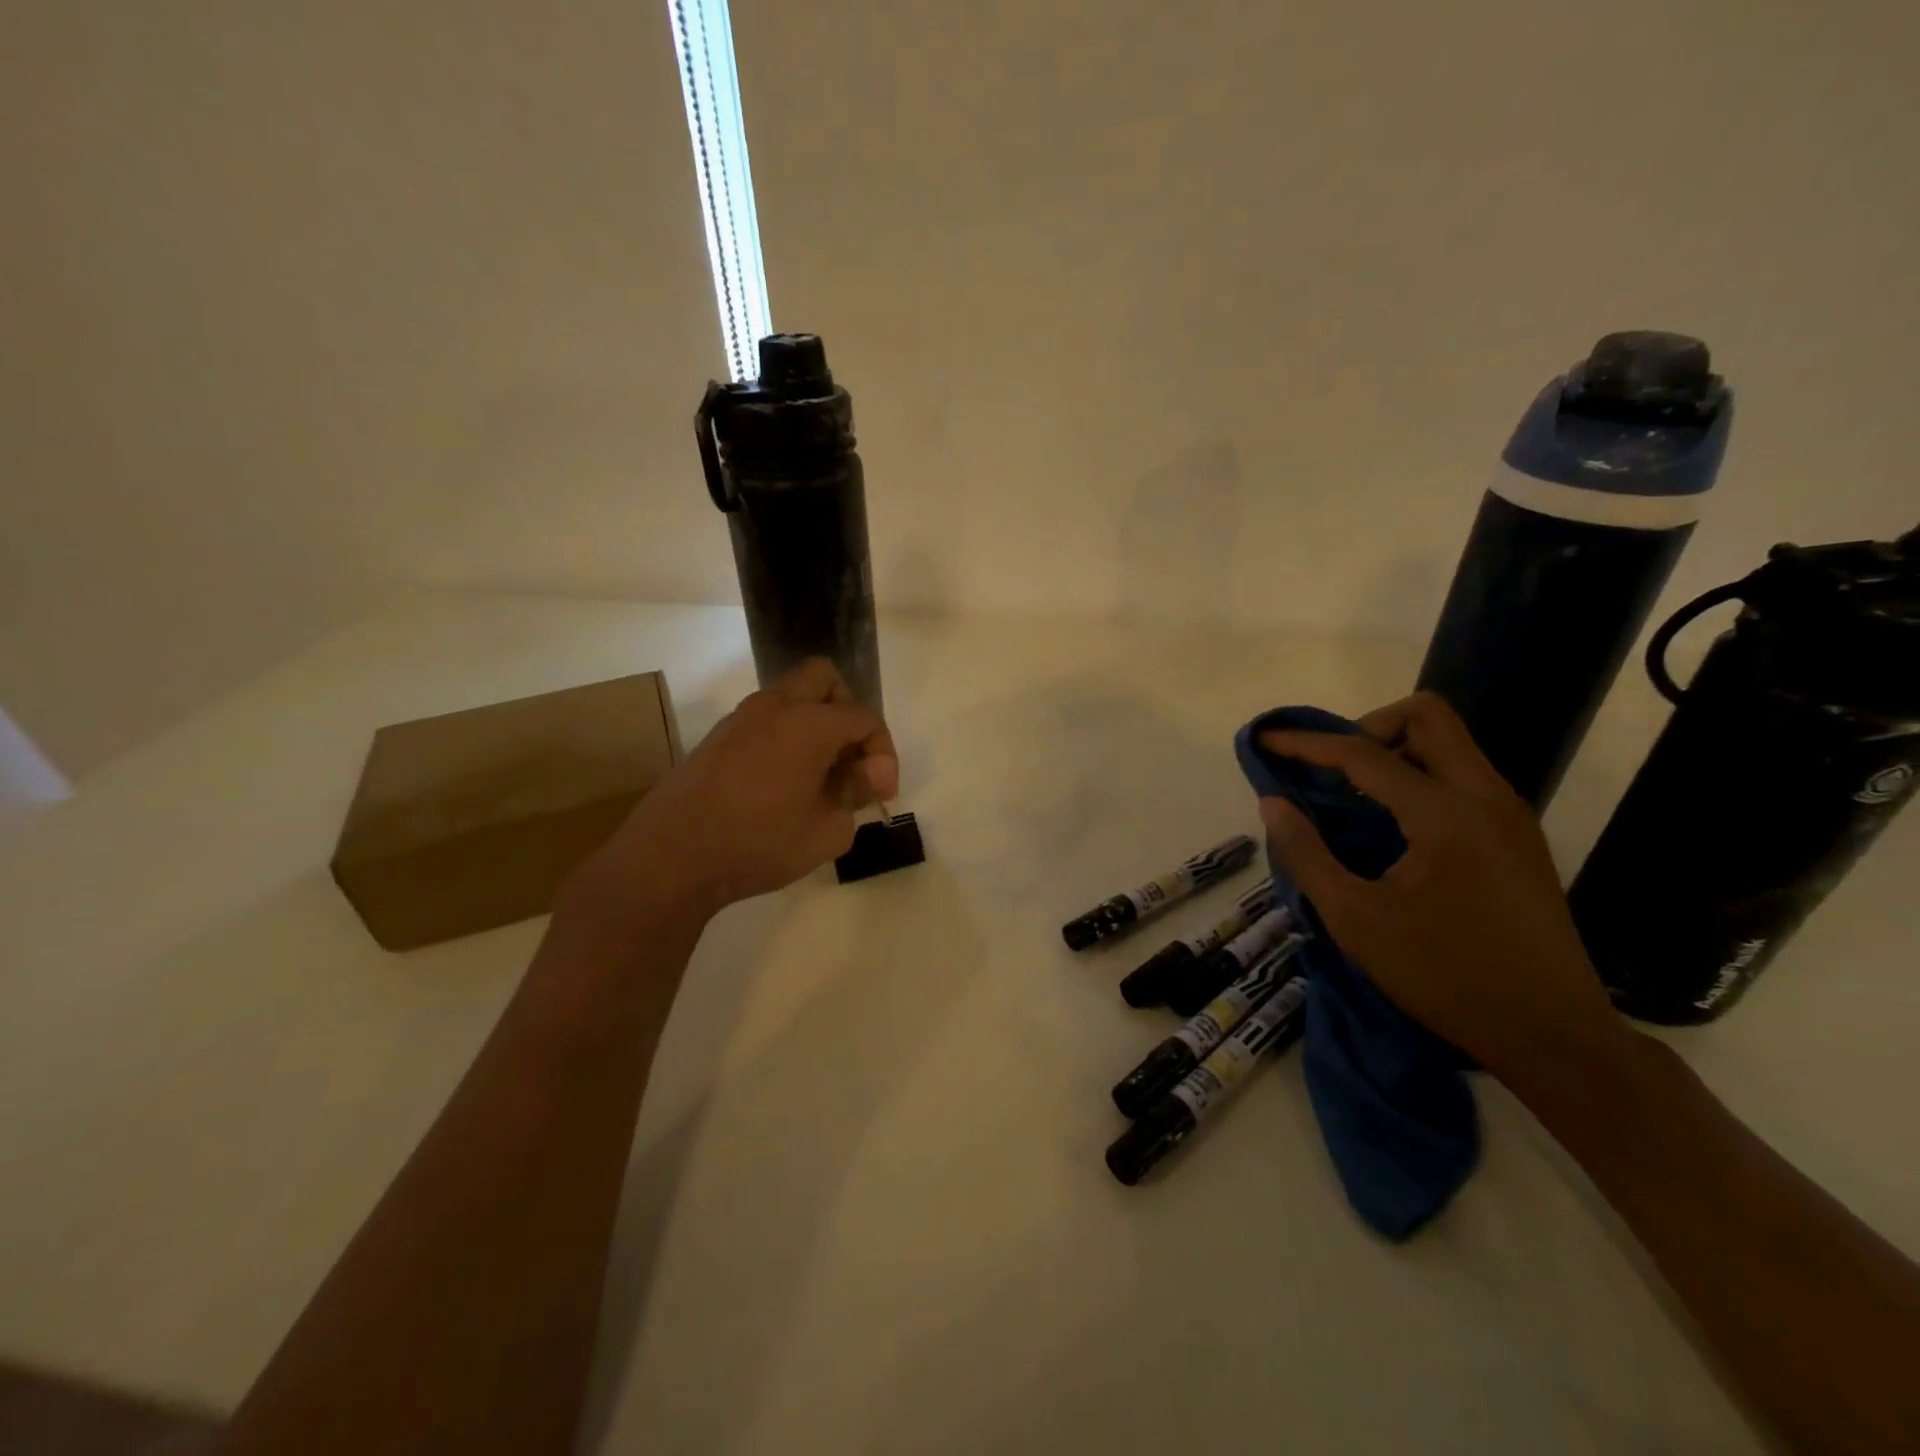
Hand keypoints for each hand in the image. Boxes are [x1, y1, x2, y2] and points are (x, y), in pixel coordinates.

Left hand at [563, 659, 897, 929]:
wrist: (670, 858)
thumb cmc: (757, 845)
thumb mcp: (826, 830)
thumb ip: (856, 793)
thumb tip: (869, 773)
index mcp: (808, 723)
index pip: (864, 718)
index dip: (883, 752)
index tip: (881, 793)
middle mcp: (775, 707)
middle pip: (825, 679)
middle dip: (848, 713)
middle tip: (851, 759)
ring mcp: (741, 718)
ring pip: (792, 696)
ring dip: (816, 724)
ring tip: (821, 778)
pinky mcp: (719, 738)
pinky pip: (767, 720)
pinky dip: (788, 736)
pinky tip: (785, 784)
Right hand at [1258, 691, 1630, 1090]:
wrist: (1554, 1037)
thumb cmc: (1445, 978)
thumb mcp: (1356, 920)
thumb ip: (1306, 854)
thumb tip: (1273, 803)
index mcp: (1445, 815)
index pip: (1364, 754)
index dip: (1308, 743)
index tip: (1267, 740)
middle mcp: (1486, 797)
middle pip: (1426, 717)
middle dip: (1366, 727)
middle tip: (1329, 768)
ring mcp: (1510, 815)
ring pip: (1450, 743)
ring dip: (1394, 750)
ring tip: (1351, 794)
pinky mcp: (1518, 836)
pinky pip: (1462, 775)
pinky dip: (1418, 776)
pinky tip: (1390, 823)